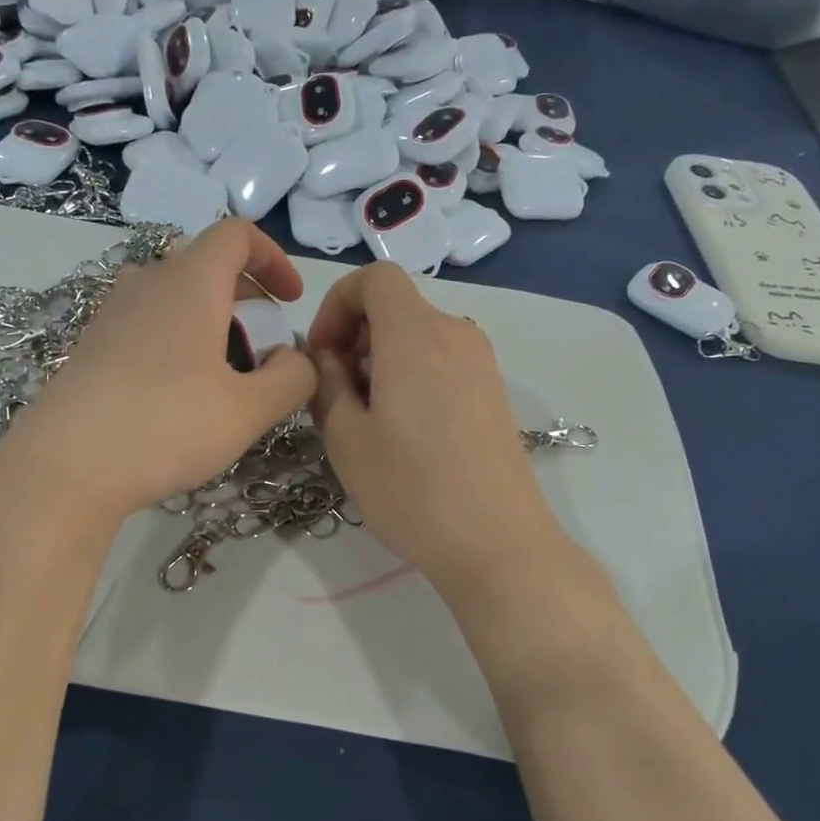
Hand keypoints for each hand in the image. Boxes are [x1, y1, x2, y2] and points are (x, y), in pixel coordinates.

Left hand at [0, 220, 316, 522]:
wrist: (64, 467)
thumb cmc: (167, 426)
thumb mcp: (249, 410)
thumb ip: (292, 377)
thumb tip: (294, 358)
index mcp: (190, 282)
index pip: (237, 235)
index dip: (273, 258)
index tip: (291, 302)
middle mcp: (147, 284)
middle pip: (207, 270)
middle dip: (247, 305)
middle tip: (263, 356)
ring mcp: (111, 315)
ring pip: (176, 303)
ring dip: (212, 329)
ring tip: (224, 384)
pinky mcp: (91, 348)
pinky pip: (148, 329)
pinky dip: (178, 347)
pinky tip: (179, 401)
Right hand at [308, 263, 560, 594]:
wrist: (497, 543)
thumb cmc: (411, 490)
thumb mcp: (346, 439)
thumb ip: (326, 384)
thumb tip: (326, 357)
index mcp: (416, 335)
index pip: (374, 277)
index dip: (337, 304)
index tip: (322, 354)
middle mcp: (455, 334)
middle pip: (396, 306)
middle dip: (355, 337)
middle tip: (336, 395)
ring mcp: (481, 363)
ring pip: (417, 335)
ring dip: (381, 360)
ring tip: (368, 420)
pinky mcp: (493, 391)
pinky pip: (441, 360)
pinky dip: (411, 375)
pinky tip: (404, 431)